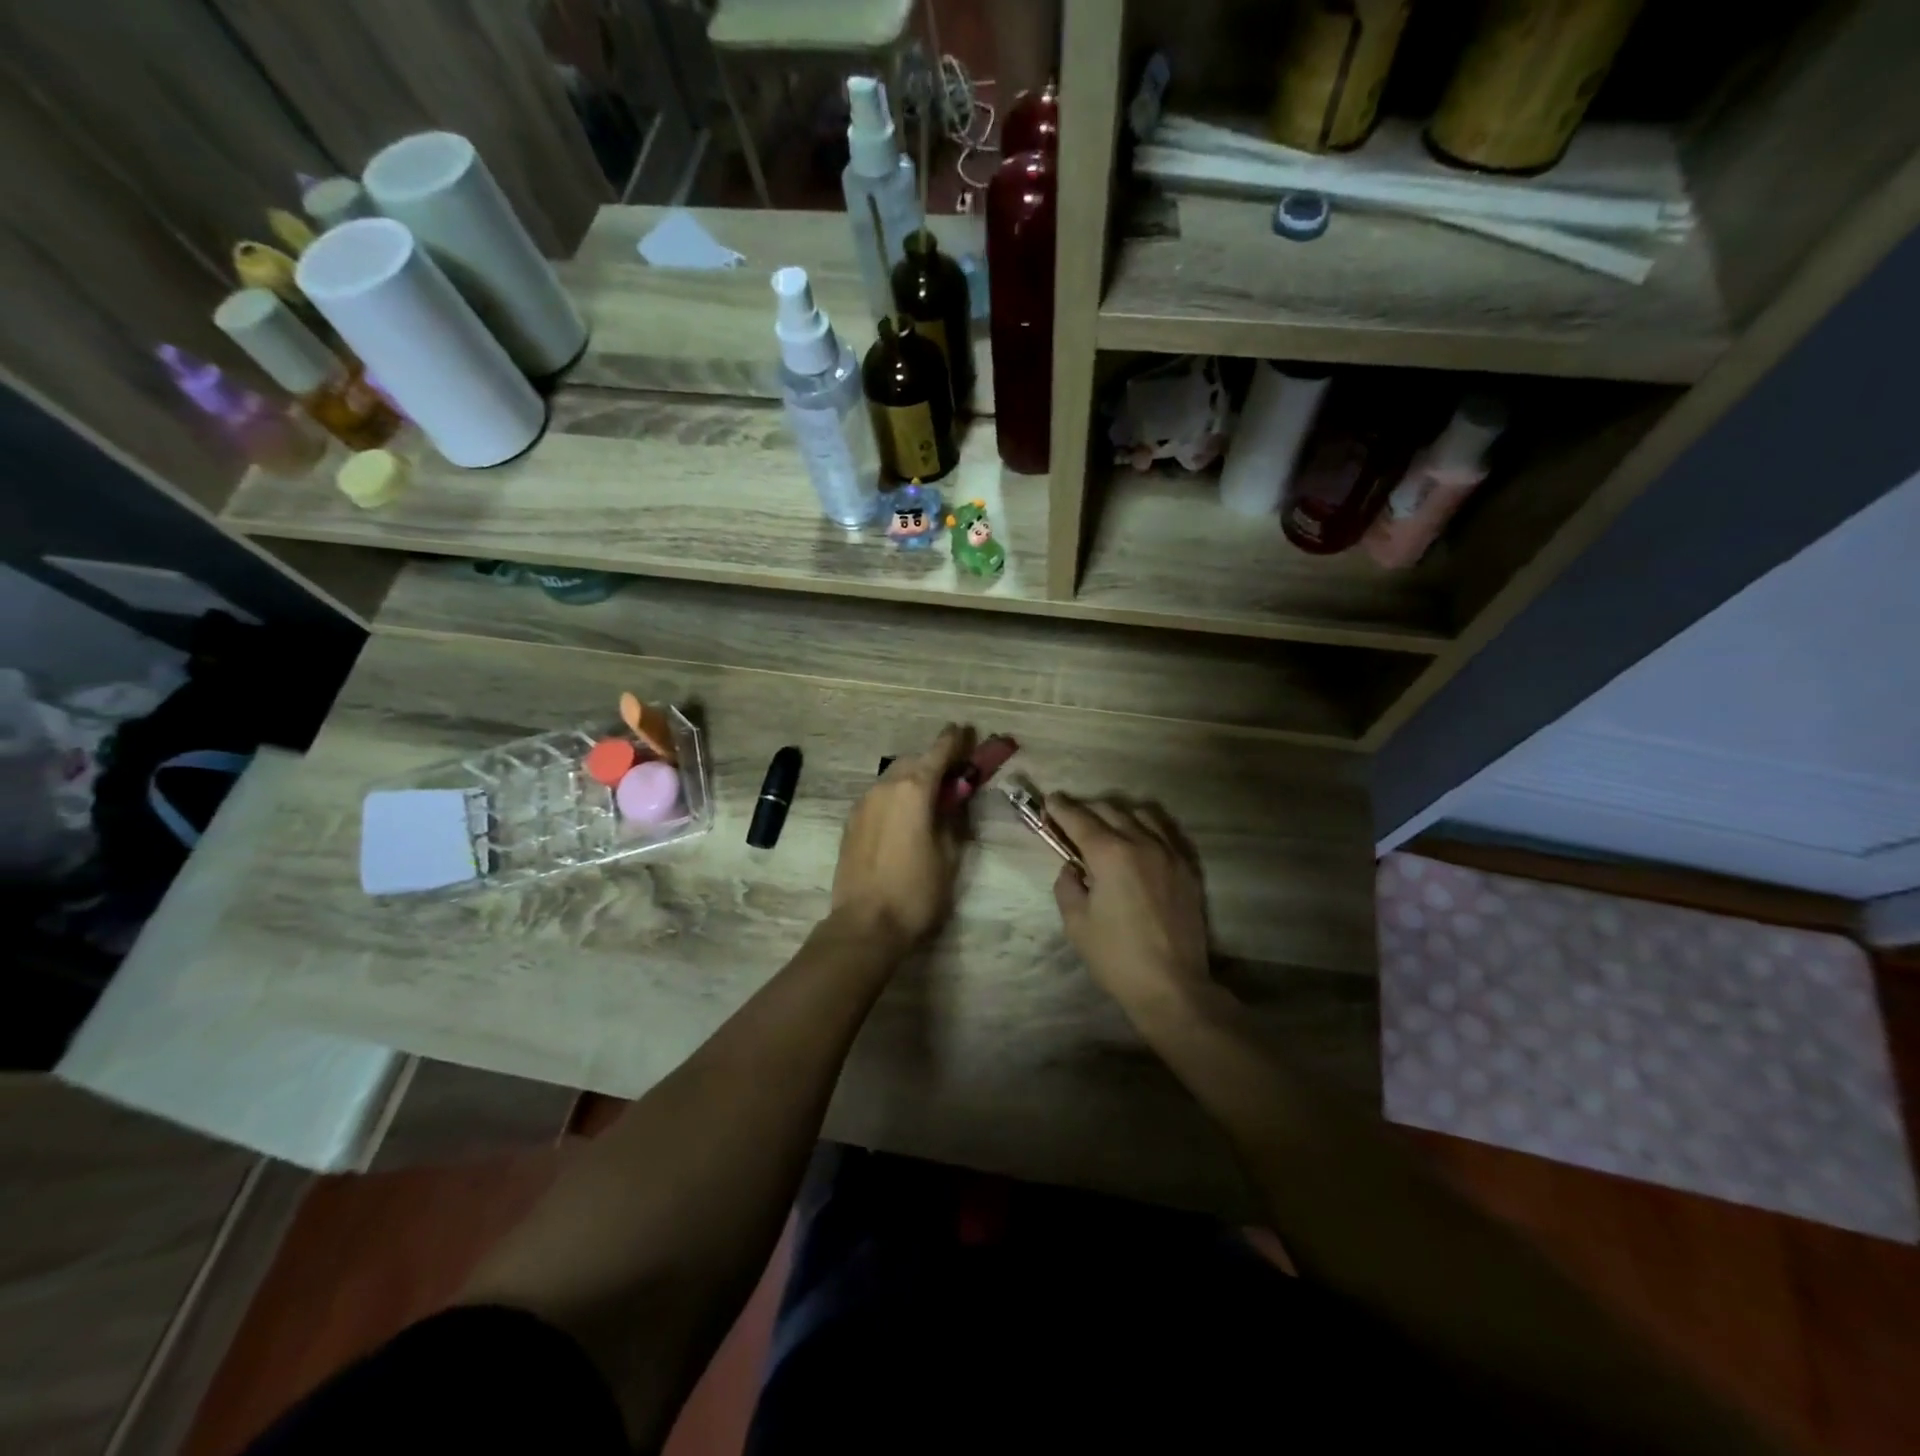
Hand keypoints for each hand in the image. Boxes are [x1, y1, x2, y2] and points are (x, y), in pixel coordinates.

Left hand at [830, 724, 975, 953]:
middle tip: (953, 771)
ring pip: (892, 779)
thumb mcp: (949, 854)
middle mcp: (885, 787)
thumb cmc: (917, 891)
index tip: (965, 730)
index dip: (954, 740)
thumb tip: (955, 797)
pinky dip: (895, 796)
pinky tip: (904, 816)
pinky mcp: (850, 823)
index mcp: (913, 789)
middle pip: (913, 762)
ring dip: (912, 780)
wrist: (865, 924)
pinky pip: (878, 797)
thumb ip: (953, 817)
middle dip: (933, 761)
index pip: (938, 752)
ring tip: (929, 797)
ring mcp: (863, 804)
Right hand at [1046, 795, 1211, 1015]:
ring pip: (1141, 814)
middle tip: (1070, 819)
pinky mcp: (1187, 868)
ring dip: (1118, 814)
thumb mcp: (1076, 922)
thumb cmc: (1116, 956)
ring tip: (1106, 826)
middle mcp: (1141, 843)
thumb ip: (1067, 885)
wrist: (1171, 985)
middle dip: (1086, 809)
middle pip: (1109, 810)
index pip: (1079, 819)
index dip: (1060, 808)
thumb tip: (1073, 867)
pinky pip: (1165, 832)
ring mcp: (1169, 853)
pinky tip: (1139, 840)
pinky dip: (1146, 827)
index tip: (1049, 802)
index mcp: (1110, 854)